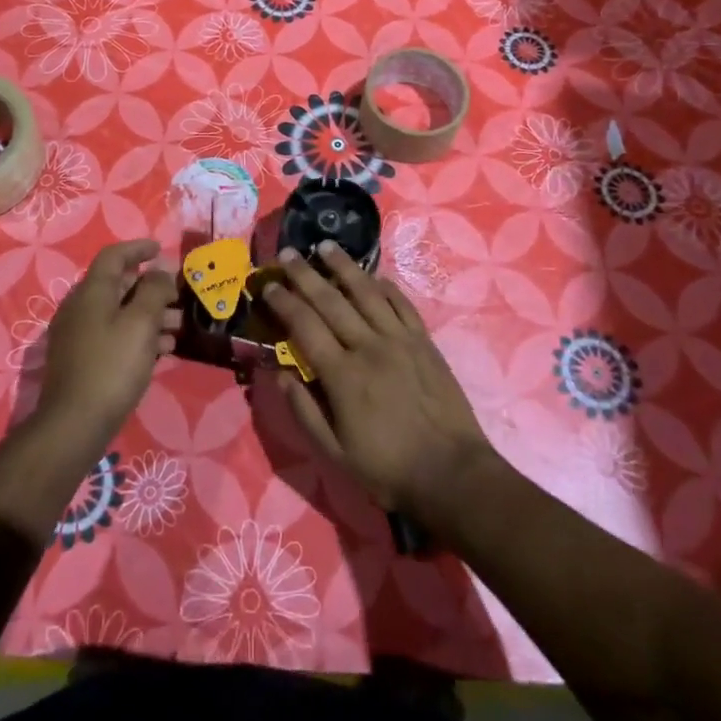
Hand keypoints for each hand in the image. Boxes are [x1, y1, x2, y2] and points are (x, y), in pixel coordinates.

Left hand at [34, 239, 180, 445]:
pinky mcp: (81, 359)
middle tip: (178, 296)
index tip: (161, 250)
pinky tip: (161, 351)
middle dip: (151, 287)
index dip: (139, 248)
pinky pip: (113, 335)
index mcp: (92, 291)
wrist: (74, 424)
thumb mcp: (141, 323)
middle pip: (118, 285)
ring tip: (178, 328)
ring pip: (118, 312)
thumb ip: (154, 290)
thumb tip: (160, 270)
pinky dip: (137, 335)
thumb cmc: (112, 366)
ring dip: (149, 314)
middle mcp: (80, 307)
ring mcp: (78, 335)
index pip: (114, 256)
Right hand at [262, 242, 494, 518]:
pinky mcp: (424, 341)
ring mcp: (400, 340)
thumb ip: (304, 411)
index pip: (305, 326)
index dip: (284, 303)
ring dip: (344, 267)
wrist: (451, 473)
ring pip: (367, 293)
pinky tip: (373, 276)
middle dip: (305, 275)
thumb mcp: (335, 453)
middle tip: (288, 253)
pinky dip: (385, 286)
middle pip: (331, 301)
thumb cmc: (388, 468)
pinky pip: (401, 304)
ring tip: (326, 247)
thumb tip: (280, 373)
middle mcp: (368, 347)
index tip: (269, 286)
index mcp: (342, 375)